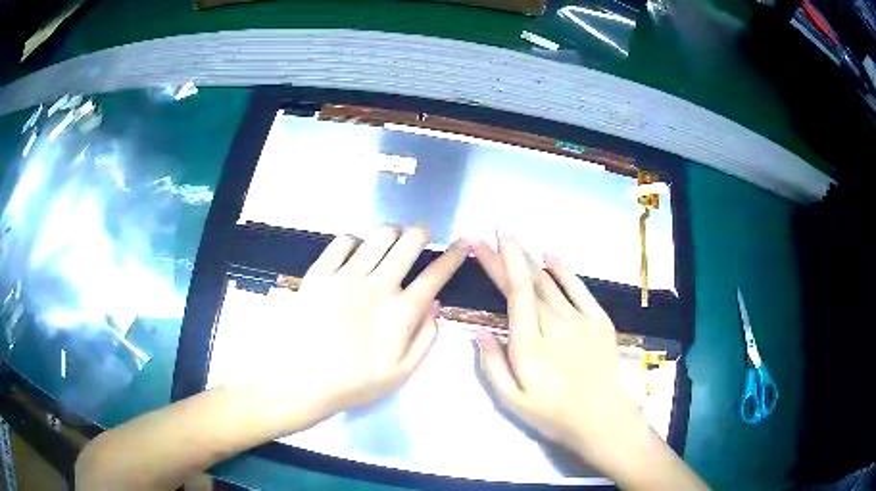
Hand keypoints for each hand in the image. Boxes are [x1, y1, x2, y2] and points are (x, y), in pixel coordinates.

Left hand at [246, 226, 468, 428]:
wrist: (301, 381)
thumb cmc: (355, 382)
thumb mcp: (402, 372)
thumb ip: (426, 337)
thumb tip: (435, 304)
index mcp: (401, 312)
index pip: (436, 275)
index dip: (453, 256)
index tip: (463, 242)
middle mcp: (378, 285)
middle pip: (409, 242)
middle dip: (422, 232)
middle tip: (422, 234)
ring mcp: (346, 275)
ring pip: (379, 236)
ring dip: (392, 233)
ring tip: (391, 239)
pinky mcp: (320, 273)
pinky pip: (343, 241)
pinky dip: (355, 241)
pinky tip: (355, 251)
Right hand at [472, 233, 648, 474]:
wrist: (603, 418)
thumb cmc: (554, 413)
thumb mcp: (513, 401)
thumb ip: (493, 366)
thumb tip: (480, 332)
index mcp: (530, 344)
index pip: (513, 292)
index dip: (499, 263)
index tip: (484, 242)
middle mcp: (553, 324)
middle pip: (527, 281)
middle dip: (506, 255)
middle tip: (491, 234)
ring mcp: (579, 319)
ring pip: (549, 281)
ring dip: (529, 258)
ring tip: (514, 240)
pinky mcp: (599, 321)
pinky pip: (579, 289)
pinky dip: (563, 270)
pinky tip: (550, 255)